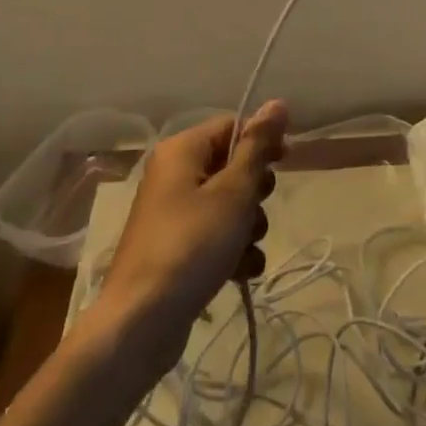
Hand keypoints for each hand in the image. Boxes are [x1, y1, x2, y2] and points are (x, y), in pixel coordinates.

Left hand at [96, 101, 288, 373]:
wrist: (141, 322)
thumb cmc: (192, 244)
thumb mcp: (234, 192)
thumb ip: (257, 147)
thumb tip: (277, 102)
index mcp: (181, 150)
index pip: (231, 127)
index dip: (261, 142)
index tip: (284, 164)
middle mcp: (173, 174)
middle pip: (231, 167)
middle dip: (254, 194)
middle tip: (255, 212)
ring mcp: (172, 213)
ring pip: (227, 205)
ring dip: (247, 227)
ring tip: (246, 250)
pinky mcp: (175, 248)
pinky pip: (214, 236)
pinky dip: (231, 251)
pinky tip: (241, 273)